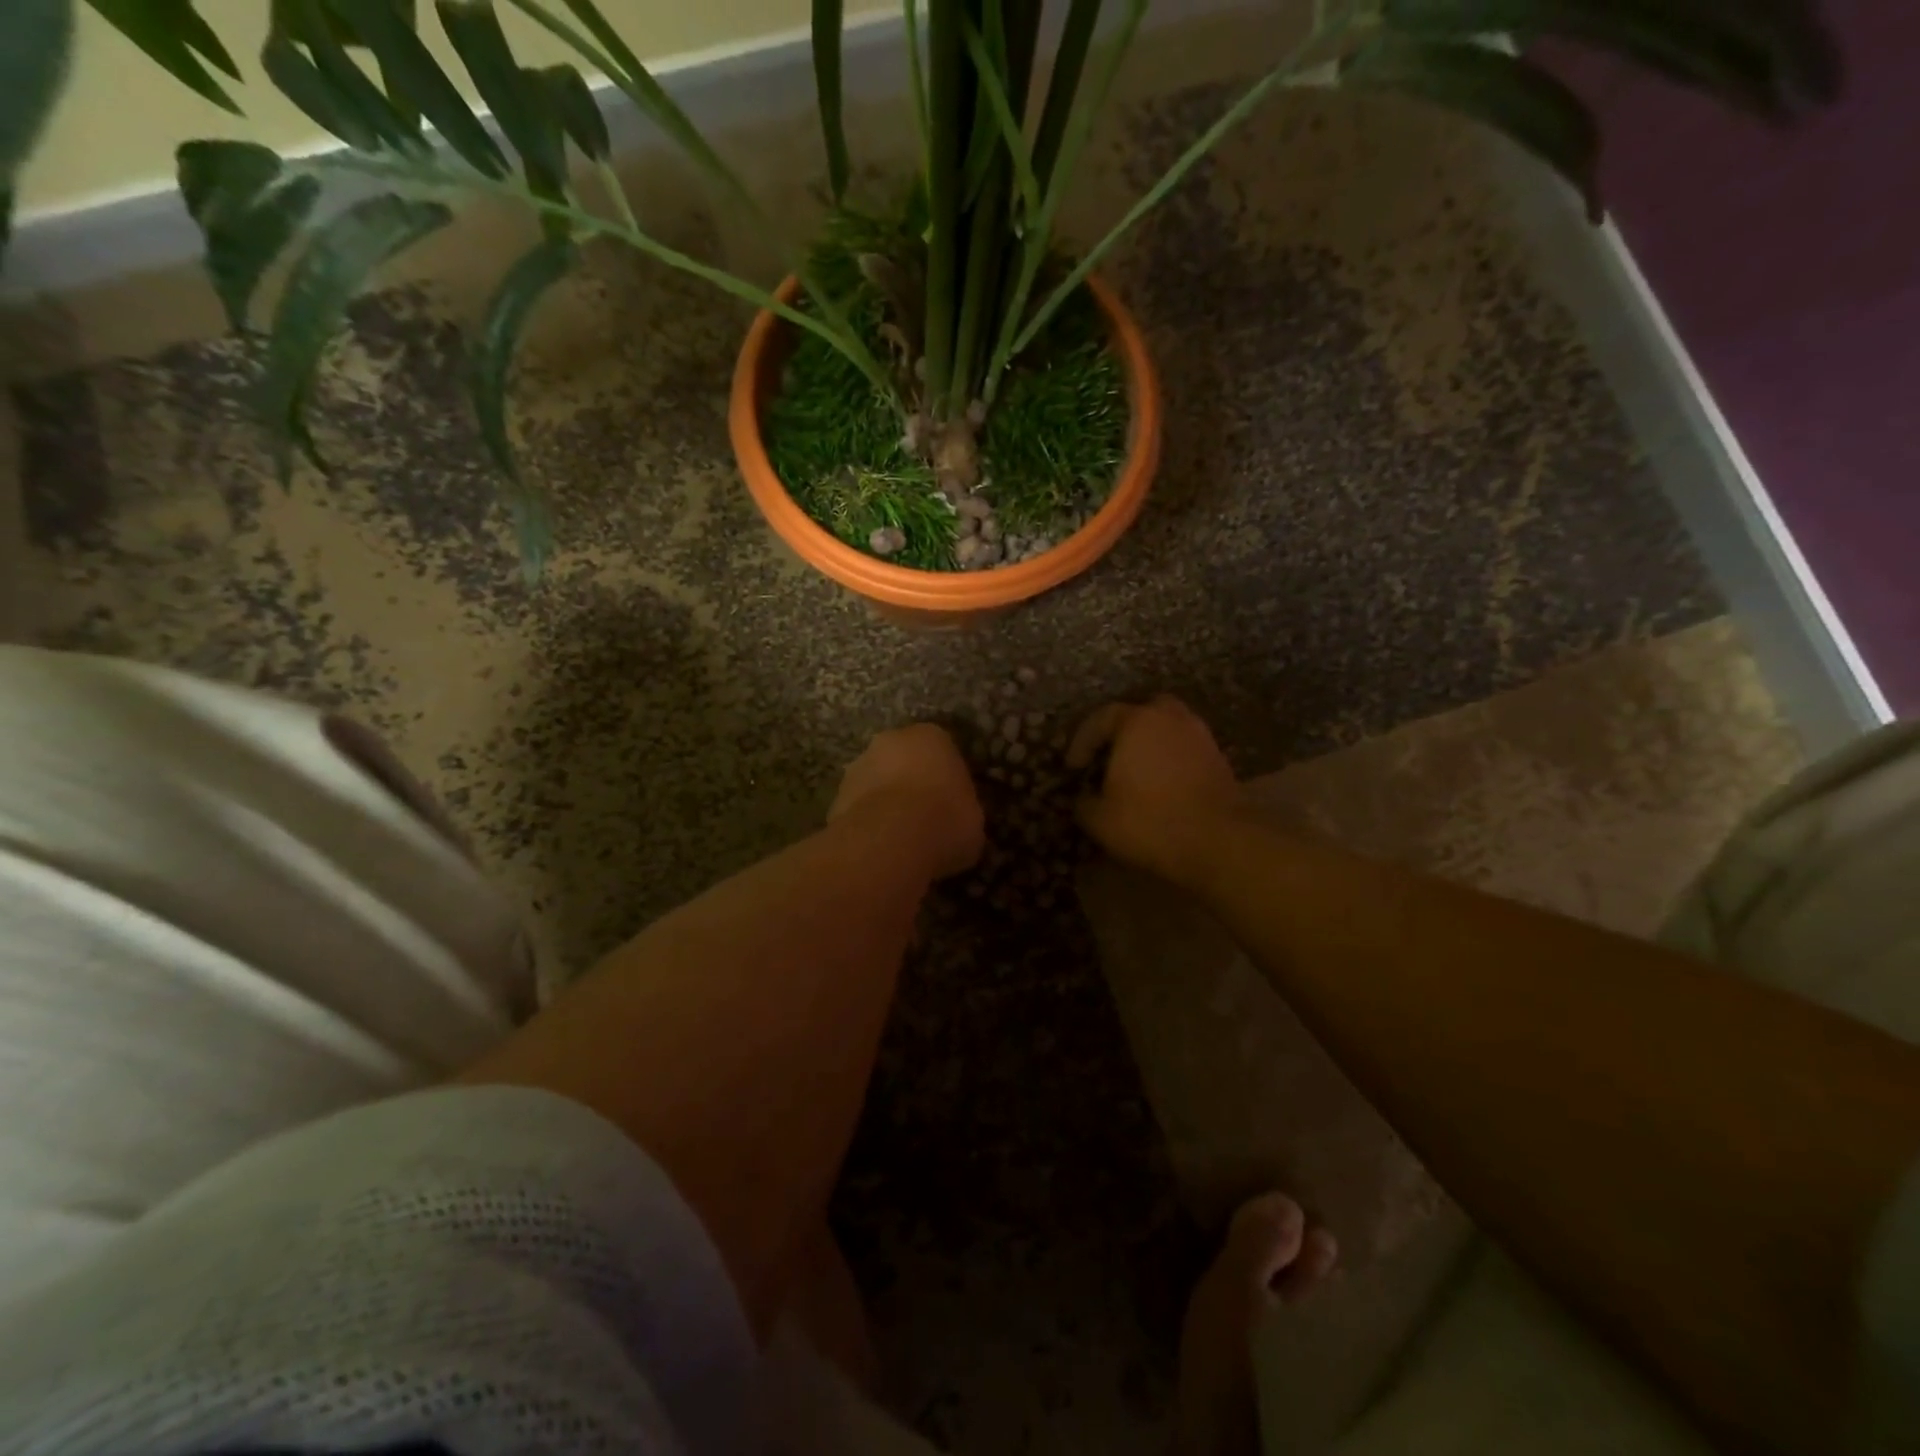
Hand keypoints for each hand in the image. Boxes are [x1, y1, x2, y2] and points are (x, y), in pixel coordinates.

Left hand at [830, 723, 984, 878]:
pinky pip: (858, 808)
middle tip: (924, 817)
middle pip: (903, 759)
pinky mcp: (836, 796)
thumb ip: (962, 810)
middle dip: (910, 782)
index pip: (942, 750)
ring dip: (885, 802)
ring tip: (899, 838)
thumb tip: (957, 823)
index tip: (951, 803)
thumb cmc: (945, 820)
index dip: (946, 778)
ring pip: (876, 781)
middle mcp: (891, 740)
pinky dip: (866, 823)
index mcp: (932, 736)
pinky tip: (878, 847)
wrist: (892, 840)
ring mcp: (858, 766)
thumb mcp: (973, 819)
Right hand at [1068, 696, 1241, 885]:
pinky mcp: (1219, 760)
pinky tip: (1162, 786)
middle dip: (1122, 731)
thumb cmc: (1150, 822)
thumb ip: (1083, 802)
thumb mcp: (1099, 819)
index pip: (1101, 719)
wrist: (1219, 842)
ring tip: (1136, 772)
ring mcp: (1200, 737)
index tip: (1073, 767)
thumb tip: (1083, 798)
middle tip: (1109, 757)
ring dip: (1150, 745)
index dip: (1082, 742)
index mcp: (1137, 722)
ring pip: (1168, 729)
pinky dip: (1171, 760)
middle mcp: (1171, 718)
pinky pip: (1186, 750)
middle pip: (1142, 712)